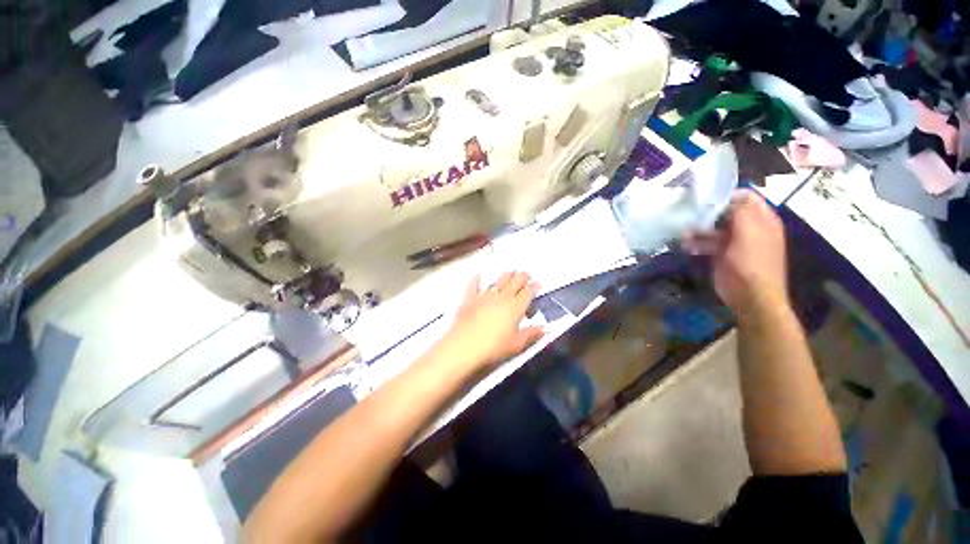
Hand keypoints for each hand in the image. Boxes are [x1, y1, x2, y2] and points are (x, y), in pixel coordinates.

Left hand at [433, 271, 543, 373]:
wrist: (465, 346)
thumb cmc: (494, 347)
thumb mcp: (517, 344)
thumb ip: (531, 334)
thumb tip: (544, 328)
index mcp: (515, 307)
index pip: (528, 293)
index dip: (534, 286)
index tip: (538, 282)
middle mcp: (502, 297)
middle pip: (515, 282)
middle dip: (522, 276)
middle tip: (526, 273)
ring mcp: (485, 296)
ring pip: (498, 281)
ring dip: (505, 275)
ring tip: (510, 271)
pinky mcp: (470, 299)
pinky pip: (474, 285)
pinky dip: (476, 279)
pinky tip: (478, 274)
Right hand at [681, 189, 787, 314]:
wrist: (750, 296)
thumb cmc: (753, 263)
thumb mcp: (750, 232)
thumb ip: (741, 211)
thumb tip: (727, 196)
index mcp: (762, 220)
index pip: (746, 197)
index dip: (727, 196)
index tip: (704, 199)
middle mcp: (749, 228)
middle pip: (726, 212)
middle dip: (707, 213)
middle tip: (688, 215)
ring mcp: (734, 242)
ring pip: (713, 228)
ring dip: (698, 229)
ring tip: (682, 233)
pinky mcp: (721, 254)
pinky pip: (707, 243)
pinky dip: (696, 243)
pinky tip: (685, 245)